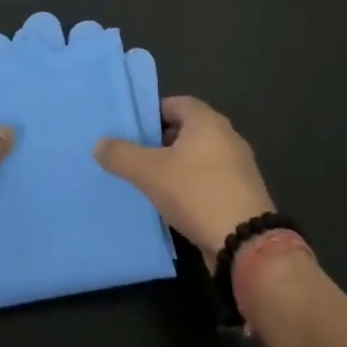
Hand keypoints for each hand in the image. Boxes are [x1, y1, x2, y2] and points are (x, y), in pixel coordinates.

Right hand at [95, 96, 274, 267]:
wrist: (246, 243)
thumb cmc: (197, 193)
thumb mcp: (150, 173)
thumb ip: (122, 155)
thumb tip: (100, 144)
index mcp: (207, 120)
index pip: (174, 103)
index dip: (151, 114)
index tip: (131, 132)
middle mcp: (227, 135)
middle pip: (187, 129)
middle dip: (162, 141)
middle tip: (137, 158)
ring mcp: (239, 165)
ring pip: (200, 156)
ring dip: (178, 166)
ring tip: (152, 183)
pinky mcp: (243, 192)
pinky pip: (211, 179)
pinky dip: (194, 185)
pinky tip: (177, 204)